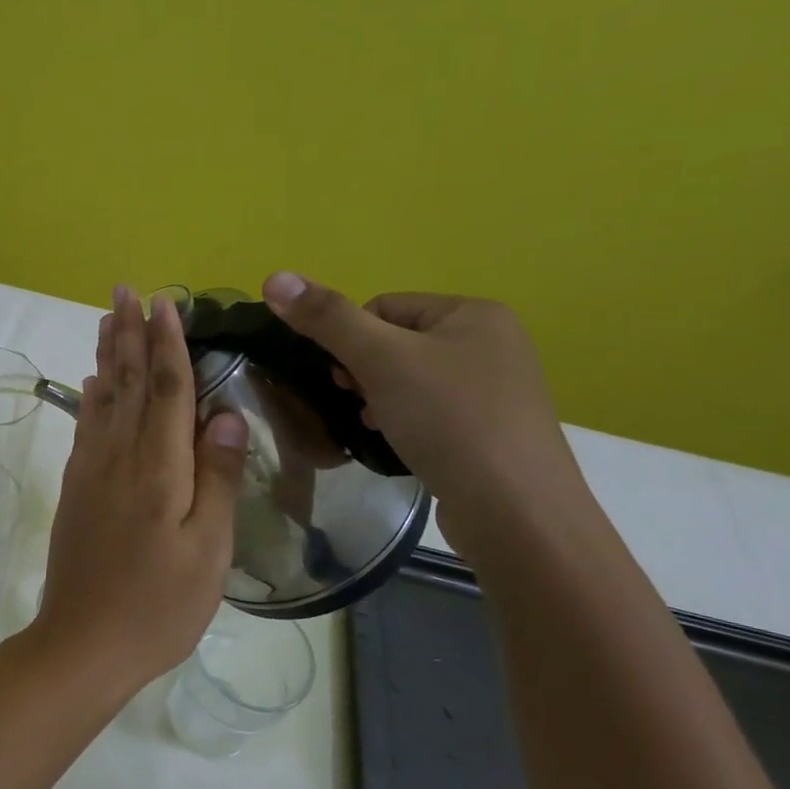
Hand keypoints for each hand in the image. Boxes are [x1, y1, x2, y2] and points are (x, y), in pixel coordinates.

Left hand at [34, 287, 249, 689]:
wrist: (83, 643)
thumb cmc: (159, 605)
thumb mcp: (208, 550)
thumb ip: (217, 478)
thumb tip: (227, 413)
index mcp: (158, 468)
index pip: (167, 389)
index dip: (168, 343)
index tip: (165, 303)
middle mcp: (119, 457)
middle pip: (128, 382)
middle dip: (130, 334)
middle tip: (126, 290)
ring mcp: (91, 471)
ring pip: (103, 398)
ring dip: (109, 354)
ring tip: (108, 319)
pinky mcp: (76, 488)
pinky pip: (87, 426)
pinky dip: (92, 395)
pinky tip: (95, 382)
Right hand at [260, 273, 582, 547]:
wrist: (515, 511)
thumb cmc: (448, 420)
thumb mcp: (380, 360)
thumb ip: (326, 318)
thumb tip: (274, 277)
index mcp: (473, 313)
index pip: (383, 307)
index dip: (350, 339)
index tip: (343, 377)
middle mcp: (492, 342)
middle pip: (396, 342)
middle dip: (365, 371)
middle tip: (357, 402)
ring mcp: (496, 388)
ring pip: (410, 379)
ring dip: (380, 398)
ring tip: (375, 426)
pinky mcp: (492, 429)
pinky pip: (431, 410)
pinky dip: (406, 421)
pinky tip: (399, 443)